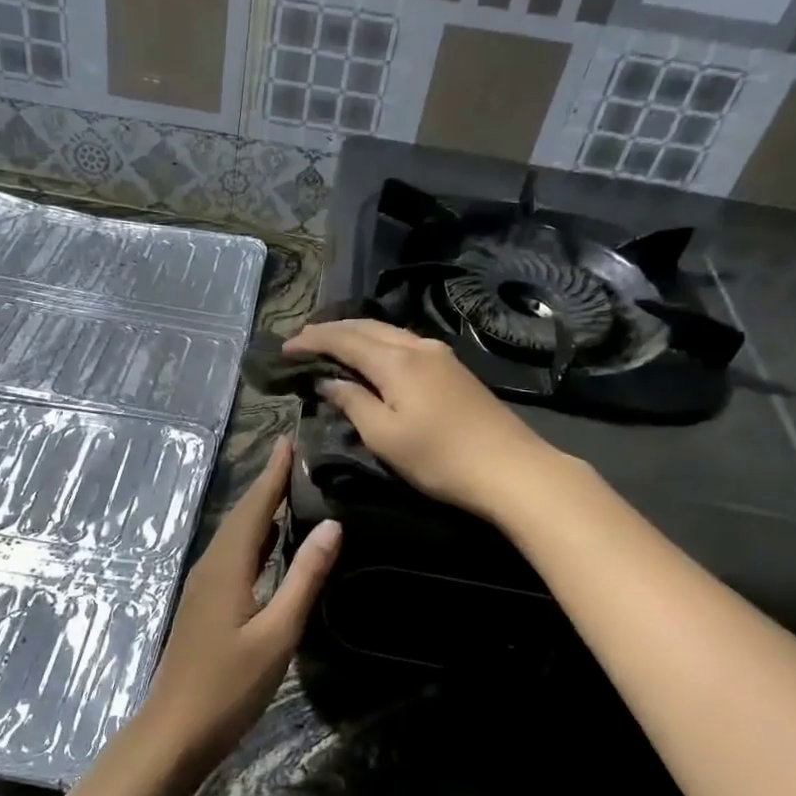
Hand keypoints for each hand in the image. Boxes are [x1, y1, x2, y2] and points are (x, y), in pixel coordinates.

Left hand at [130, 437, 340, 772]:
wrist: (174, 730)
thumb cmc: (229, 686)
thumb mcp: (277, 633)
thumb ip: (304, 578)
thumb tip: (331, 525)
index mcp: (227, 565)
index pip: (254, 507)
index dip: (272, 473)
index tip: (289, 440)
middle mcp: (211, 566)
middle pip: (241, 515)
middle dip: (266, 484)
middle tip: (295, 458)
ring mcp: (204, 586)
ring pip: (235, 536)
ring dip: (259, 510)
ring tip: (288, 490)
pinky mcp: (205, 604)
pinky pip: (232, 556)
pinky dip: (254, 539)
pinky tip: (270, 544)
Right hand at [284, 319, 563, 517]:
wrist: (510, 469)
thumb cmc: (439, 458)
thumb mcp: (384, 436)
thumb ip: (353, 402)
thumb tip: (328, 381)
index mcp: (396, 360)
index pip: (344, 339)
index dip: (312, 340)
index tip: (285, 348)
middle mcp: (417, 346)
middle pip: (366, 327)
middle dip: (331, 330)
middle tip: (302, 340)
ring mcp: (439, 355)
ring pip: (387, 332)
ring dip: (355, 334)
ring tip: (330, 344)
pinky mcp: (453, 369)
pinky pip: (404, 343)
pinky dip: (378, 344)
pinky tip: (371, 356)